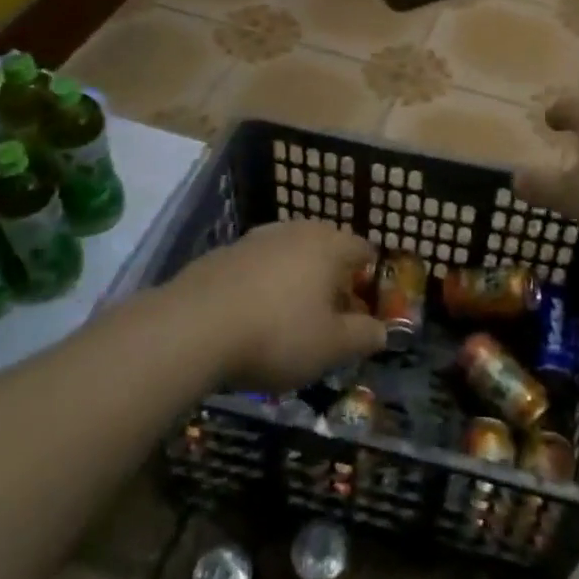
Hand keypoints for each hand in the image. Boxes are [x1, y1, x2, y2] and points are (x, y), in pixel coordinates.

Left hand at [173, 220, 385, 392]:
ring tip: (290, 318)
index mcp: (330, 246)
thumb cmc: (277, 334)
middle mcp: (297, 231)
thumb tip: (383, 330)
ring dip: (297, 280)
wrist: (194, 326)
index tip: (364, 311)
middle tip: (330, 317)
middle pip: (326, 248)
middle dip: (333, 278)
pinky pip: (258, 265)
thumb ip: (363, 336)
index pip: (364, 250)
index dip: (369, 280)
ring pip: (290, 254)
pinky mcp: (225, 252)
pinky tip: (252, 316)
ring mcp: (258, 238)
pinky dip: (264, 284)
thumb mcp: (331, 347)